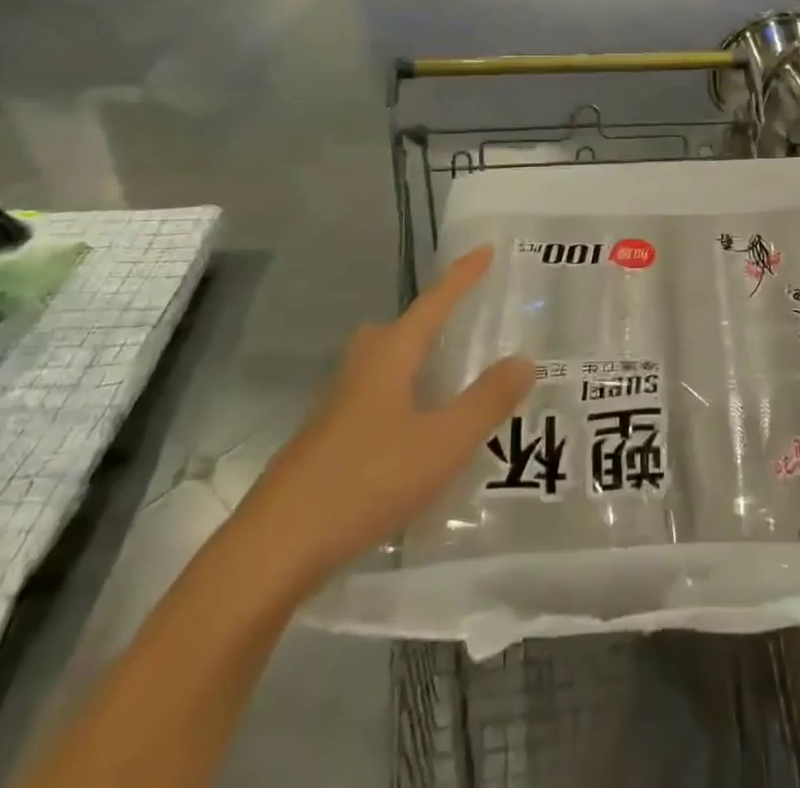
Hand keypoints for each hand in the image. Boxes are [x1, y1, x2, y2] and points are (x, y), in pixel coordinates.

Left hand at [243, 247, 531, 586]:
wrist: (275, 549)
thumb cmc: (366, 481)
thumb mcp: (442, 443)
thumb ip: (486, 401)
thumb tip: (525, 359)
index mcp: (389, 357)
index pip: (433, 303)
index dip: (461, 277)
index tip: (484, 250)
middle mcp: (360, 372)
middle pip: (397, 330)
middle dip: (429, 320)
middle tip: (462, 325)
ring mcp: (336, 409)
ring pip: (380, 367)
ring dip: (413, 363)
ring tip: (447, 381)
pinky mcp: (324, 444)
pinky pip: (372, 402)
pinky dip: (400, 402)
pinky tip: (415, 438)